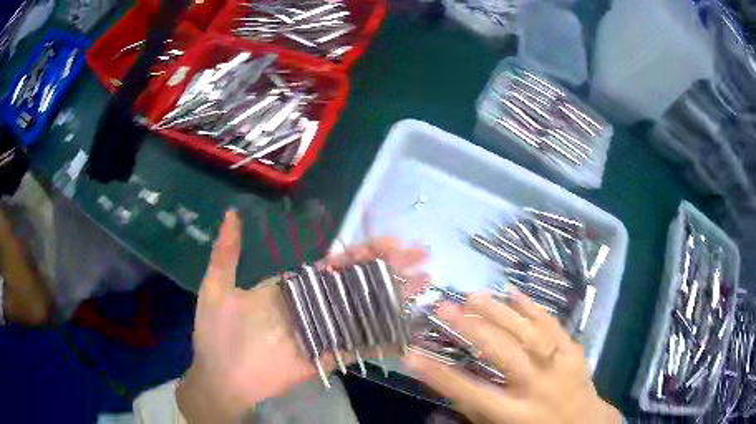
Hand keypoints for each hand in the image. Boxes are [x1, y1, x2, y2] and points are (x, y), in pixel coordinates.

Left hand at [177, 210, 426, 422]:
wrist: (219, 377)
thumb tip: (232, 213)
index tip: (392, 242)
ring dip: (394, 298)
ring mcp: (321, 332)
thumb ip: (226, 253)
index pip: (333, 265)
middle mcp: (312, 306)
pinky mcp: (325, 357)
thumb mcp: (216, 288)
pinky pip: (356, 346)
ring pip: (363, 311)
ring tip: (425, 284)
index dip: (363, 252)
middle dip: (391, 270)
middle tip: (423, 257)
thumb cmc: (216, 334)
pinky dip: (381, 337)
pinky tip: (407, 327)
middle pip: (357, 285)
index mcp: (291, 287)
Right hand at [404, 292, 620, 423]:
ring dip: (499, 311)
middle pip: (504, 354)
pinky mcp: (574, 351)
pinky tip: (513, 292)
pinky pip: (553, 325)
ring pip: (528, 333)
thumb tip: (447, 388)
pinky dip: (532, 307)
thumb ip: (475, 412)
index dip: (439, 374)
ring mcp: (559, 365)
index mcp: (516, 414)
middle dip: (471, 329)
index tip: (410, 354)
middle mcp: (537, 386)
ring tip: (473, 294)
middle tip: (443, 307)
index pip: (471, 392)